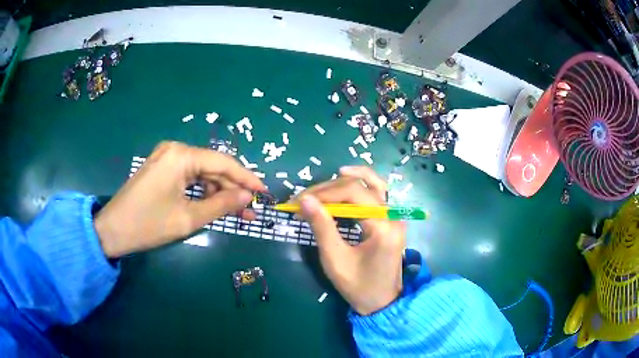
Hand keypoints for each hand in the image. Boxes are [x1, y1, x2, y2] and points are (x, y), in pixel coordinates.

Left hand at [95, 141, 265, 256]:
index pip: (222, 162)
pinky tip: (212, 205)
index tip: (264, 192)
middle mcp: (175, 150)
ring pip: (201, 173)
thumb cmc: (148, 225)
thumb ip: (220, 205)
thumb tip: (247, 197)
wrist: (112, 230)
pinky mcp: (161, 168)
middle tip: (250, 211)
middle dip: (232, 189)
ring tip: (235, 212)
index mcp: (181, 156)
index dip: (246, 178)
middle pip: (212, 167)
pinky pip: (188, 177)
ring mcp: (166, 158)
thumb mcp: (187, 219)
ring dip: (218, 192)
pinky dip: (202, 191)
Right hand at [297, 166, 405, 314]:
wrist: (382, 302)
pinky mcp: (391, 221)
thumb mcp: (335, 259)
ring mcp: (395, 217)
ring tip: (324, 186)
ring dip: (347, 181)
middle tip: (304, 199)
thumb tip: (304, 200)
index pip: (353, 192)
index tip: (299, 201)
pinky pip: (377, 194)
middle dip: (329, 189)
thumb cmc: (358, 286)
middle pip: (361, 186)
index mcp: (383, 227)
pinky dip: (359, 187)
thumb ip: (322, 227)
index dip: (324, 192)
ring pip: (374, 184)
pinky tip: (343, 188)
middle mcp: (393, 216)